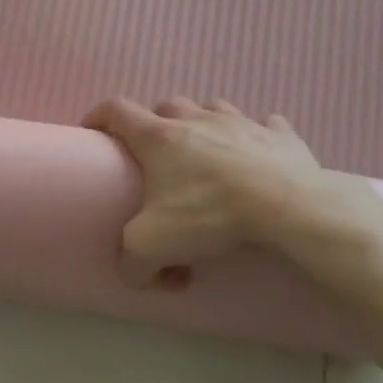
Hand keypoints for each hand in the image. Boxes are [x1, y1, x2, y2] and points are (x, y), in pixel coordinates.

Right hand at [83, 97, 371, 287]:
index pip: (116, 110)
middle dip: (157, 123)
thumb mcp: (152, 247)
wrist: (289, 209)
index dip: (98, 116)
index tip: (92, 132)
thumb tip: (136, 276)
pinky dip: (257, 136)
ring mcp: (241, 122)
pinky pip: (266, 125)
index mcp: (158, 138)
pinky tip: (258, 155)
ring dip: (205, 123)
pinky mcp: (281, 135)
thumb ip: (132, 263)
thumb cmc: (210, 215)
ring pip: (213, 108)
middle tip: (158, 155)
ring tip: (208, 152)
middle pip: (166, 106)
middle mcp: (196, 120)